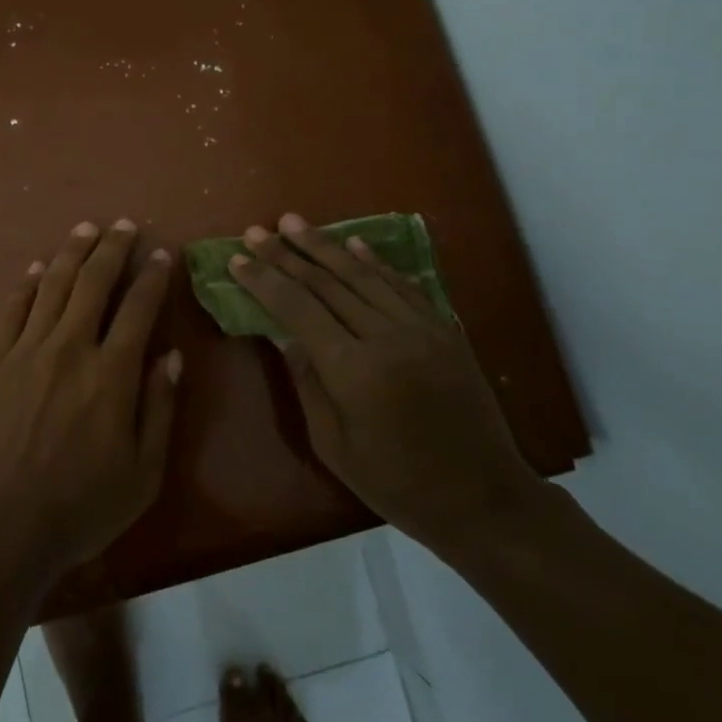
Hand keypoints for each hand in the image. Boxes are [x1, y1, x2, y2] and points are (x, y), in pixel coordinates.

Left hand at [0, 219, 181, 574]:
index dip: (152, 276)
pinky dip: (27, 283)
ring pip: (53, 284)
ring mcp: (26, 349)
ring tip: (85, 228)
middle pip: (94, 281)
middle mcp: (70, 347)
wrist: (0, 526)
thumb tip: (172, 356)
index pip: (138, 308)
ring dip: (72, 252)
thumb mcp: (143, 472)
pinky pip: (12, 309)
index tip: (161, 254)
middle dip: (112, 247)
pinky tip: (36, 267)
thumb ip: (160, 408)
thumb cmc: (81, 506)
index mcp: (112, 373)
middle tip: (123, 225)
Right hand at [228, 213, 543, 560]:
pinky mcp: (444, 329)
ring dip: (324, 246)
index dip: (264, 281)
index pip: (297, 309)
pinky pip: (402, 285)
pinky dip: (374, 262)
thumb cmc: (398, 485)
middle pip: (326, 284)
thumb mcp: (334, 446)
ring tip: (293, 222)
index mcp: (354, 371)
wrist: (484, 499)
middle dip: (286, 254)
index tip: (237, 260)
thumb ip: (307, 383)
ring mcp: (421, 329)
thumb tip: (282, 334)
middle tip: (256, 231)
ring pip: (362, 275)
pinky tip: (352, 243)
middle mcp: (386, 338)